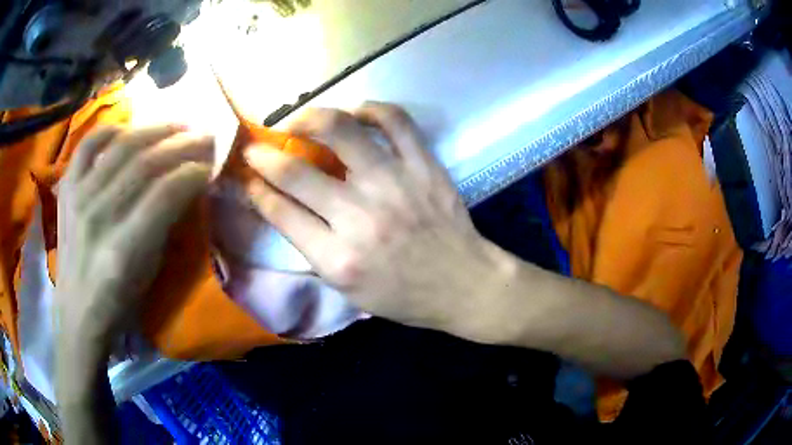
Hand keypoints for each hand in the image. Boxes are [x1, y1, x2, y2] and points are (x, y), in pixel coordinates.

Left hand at [55, 125, 212, 350]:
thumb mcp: (149, 275)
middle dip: (181, 144)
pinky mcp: (66, 189)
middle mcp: (98, 217)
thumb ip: (165, 226)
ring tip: (176, 125)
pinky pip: (88, 145)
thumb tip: (187, 185)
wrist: (77, 313)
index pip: (165, 194)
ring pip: (121, 146)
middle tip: (204, 135)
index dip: (193, 173)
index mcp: (123, 251)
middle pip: (144, 163)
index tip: (211, 166)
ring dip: (154, 130)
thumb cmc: (118, 304)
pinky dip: (110, 130)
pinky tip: (128, 129)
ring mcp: (78, 198)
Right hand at [244, 103, 512, 338]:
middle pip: (296, 171)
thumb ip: (312, 249)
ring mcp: (394, 185)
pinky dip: (372, 109)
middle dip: (264, 155)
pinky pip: (396, 121)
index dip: (256, 189)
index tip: (247, 176)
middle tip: (257, 147)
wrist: (463, 286)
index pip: (280, 211)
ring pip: (340, 131)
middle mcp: (360, 217)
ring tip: (298, 121)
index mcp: (338, 258)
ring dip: (309, 119)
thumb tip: (280, 205)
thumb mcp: (348, 290)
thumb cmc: (403, 296)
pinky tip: (357, 113)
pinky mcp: (424, 167)